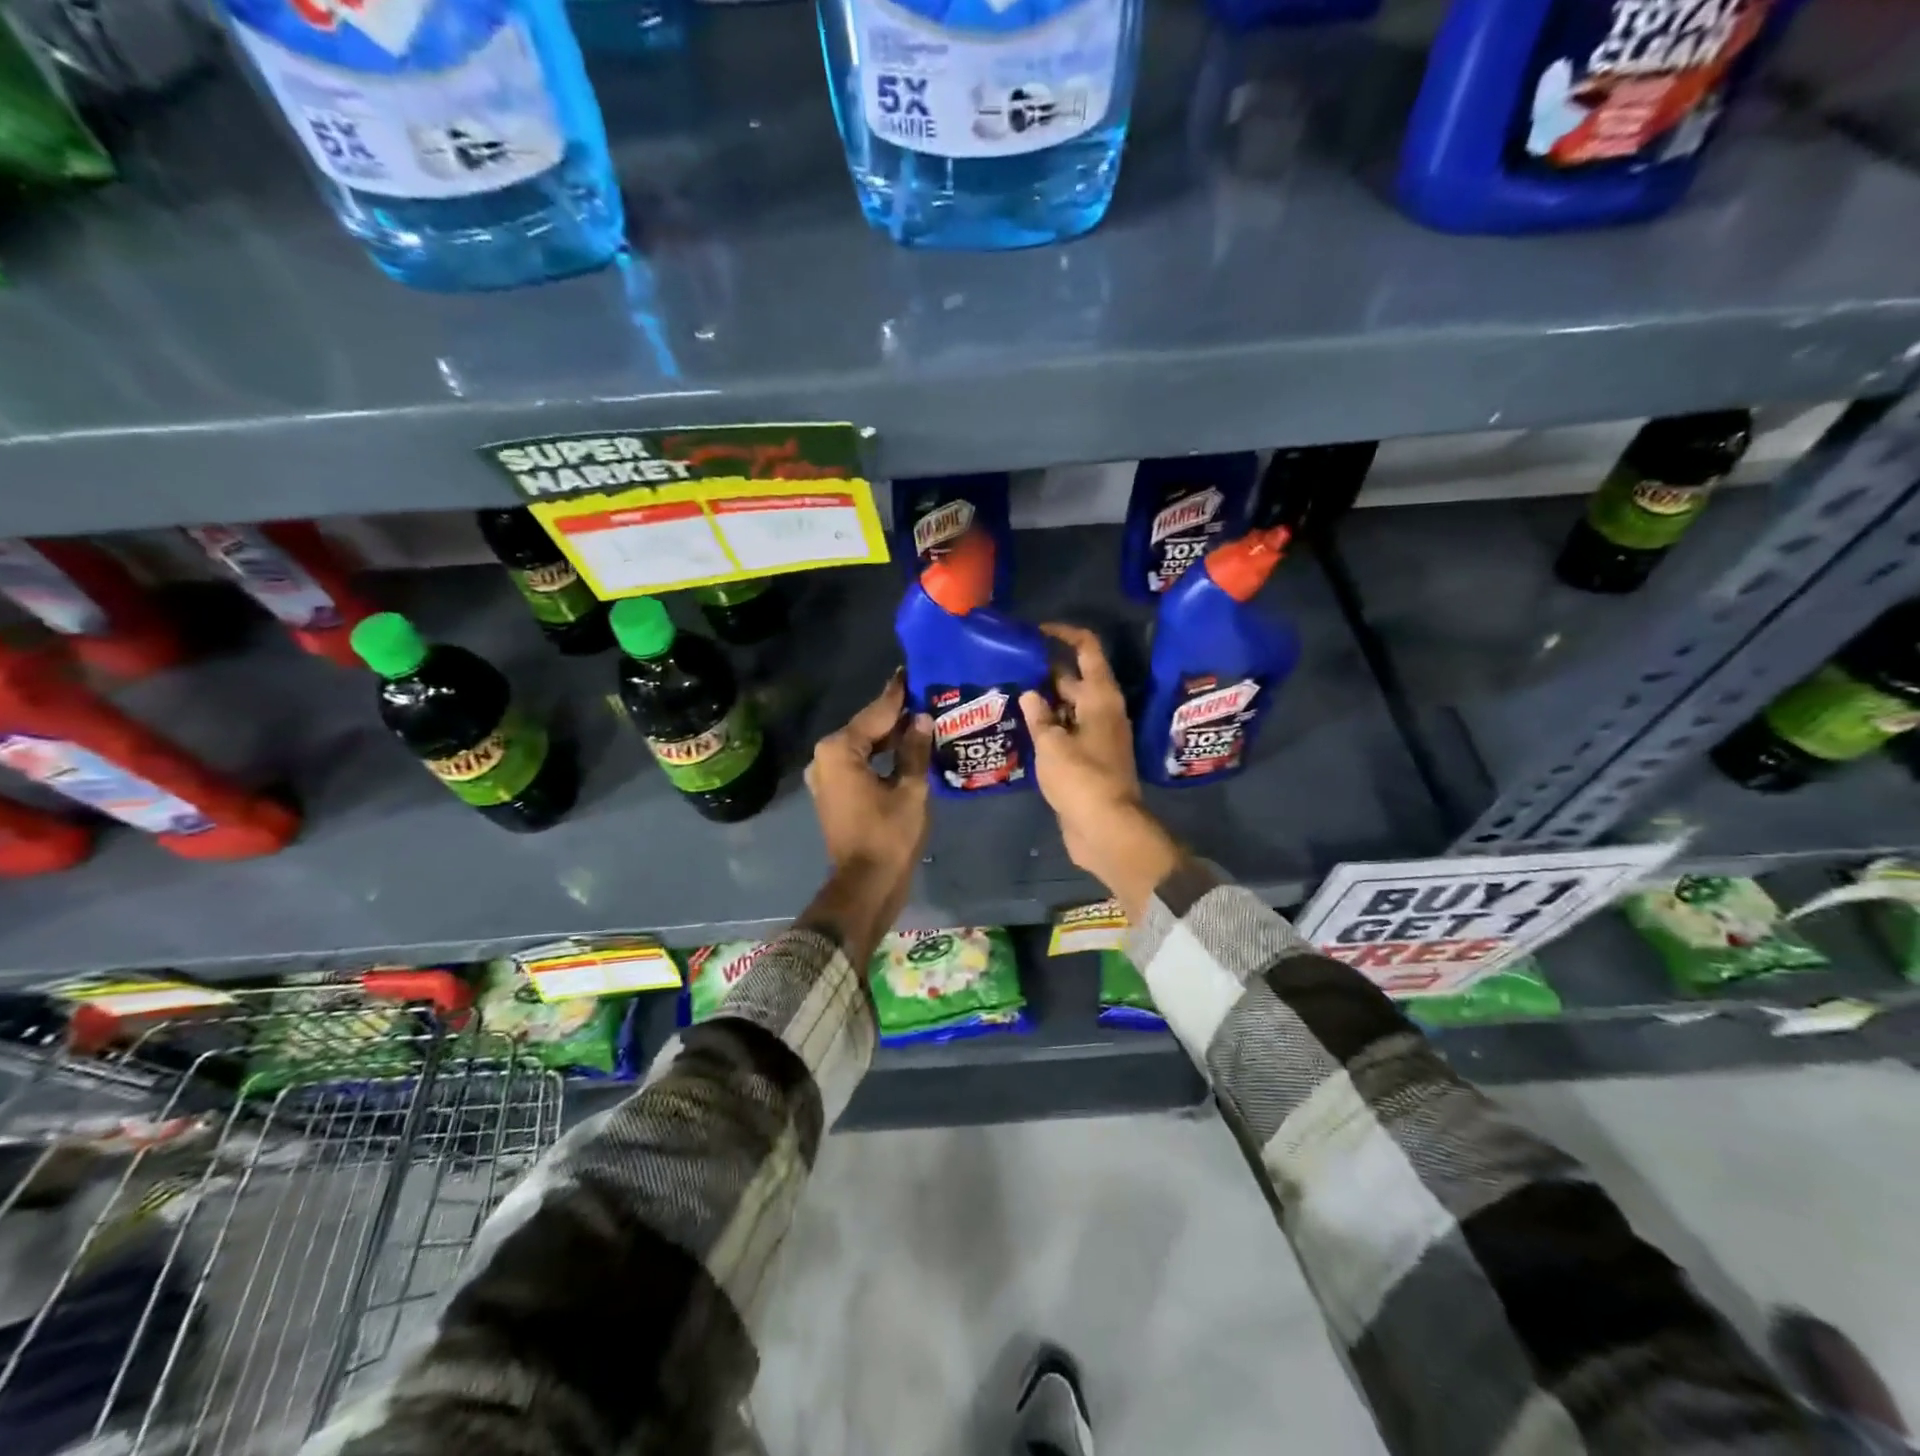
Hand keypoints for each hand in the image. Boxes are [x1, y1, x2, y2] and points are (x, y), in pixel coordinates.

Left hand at [802, 672, 932, 950]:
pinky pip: (859, 763)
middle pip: (866, 728)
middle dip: (895, 715)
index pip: (875, 713)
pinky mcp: (834, 793)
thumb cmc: (889, 835)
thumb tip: (921, 720)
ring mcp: (826, 777)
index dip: (898, 695)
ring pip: (863, 746)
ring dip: (889, 736)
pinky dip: (880, 756)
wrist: (866, 884)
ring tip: (922, 719)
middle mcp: (825, 757)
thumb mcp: (910, 789)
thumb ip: (914, 750)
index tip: (912, 673)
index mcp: (839, 750)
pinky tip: (906, 750)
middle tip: (926, 696)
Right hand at [1021, 625, 1180, 917]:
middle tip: (1011, 667)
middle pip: (1075, 680)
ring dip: (1044, 702)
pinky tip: (1021, 729)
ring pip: (1069, 709)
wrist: (1105, 829)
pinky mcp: (1088, 761)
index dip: (1065, 634)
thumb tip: (1031, 695)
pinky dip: (1048, 728)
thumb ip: (1039, 717)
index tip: (1037, 631)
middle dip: (1046, 671)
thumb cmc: (1081, 778)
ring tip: (1009, 694)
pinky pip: (1066, 734)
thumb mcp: (1052, 744)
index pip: (1087, 651)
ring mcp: (1096, 738)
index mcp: (1101, 698)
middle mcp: (1102, 713)